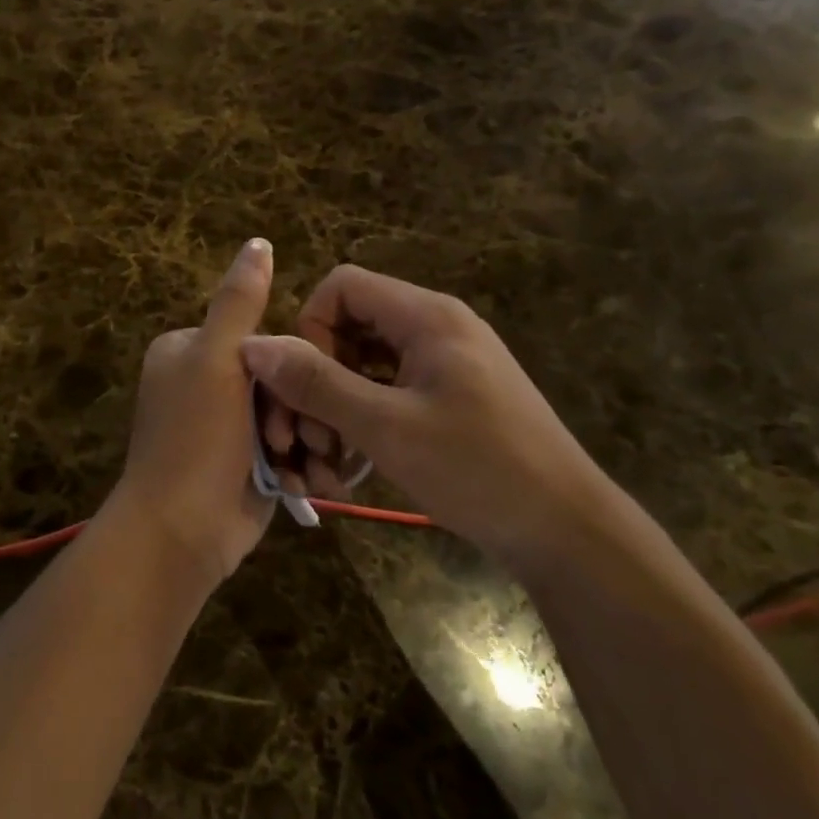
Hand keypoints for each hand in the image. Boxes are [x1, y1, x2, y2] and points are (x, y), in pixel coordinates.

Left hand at [109, 238, 276, 586]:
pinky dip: (298, 466)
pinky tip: (307, 483)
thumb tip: (258, 242)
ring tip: (307, 467)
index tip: (299, 394)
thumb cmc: (195, 439)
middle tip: (302, 440)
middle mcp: (204, 384)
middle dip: (298, 412)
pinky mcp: (243, 464)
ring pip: (288, 416)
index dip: (289, 365)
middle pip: (278, 379)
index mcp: (188, 351)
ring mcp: (224, 427)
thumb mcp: (217, 360)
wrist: (181, 533)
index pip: (261, 339)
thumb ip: (239, 302)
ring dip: (304, 442)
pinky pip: (284, 450)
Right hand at [239, 264, 615, 566]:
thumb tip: (252, 344)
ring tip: (330, 461)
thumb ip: (316, 383)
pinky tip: (356, 464)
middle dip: (319, 376)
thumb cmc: (477, 469)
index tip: (306, 384)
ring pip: (366, 364)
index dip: (310, 327)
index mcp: (426, 316)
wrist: (566, 531)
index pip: (342, 286)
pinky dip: (364, 418)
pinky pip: (389, 390)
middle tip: (311, 438)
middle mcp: (436, 327)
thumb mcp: (385, 427)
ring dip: (337, 405)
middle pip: (350, 325)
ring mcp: (446, 363)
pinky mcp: (451, 396)